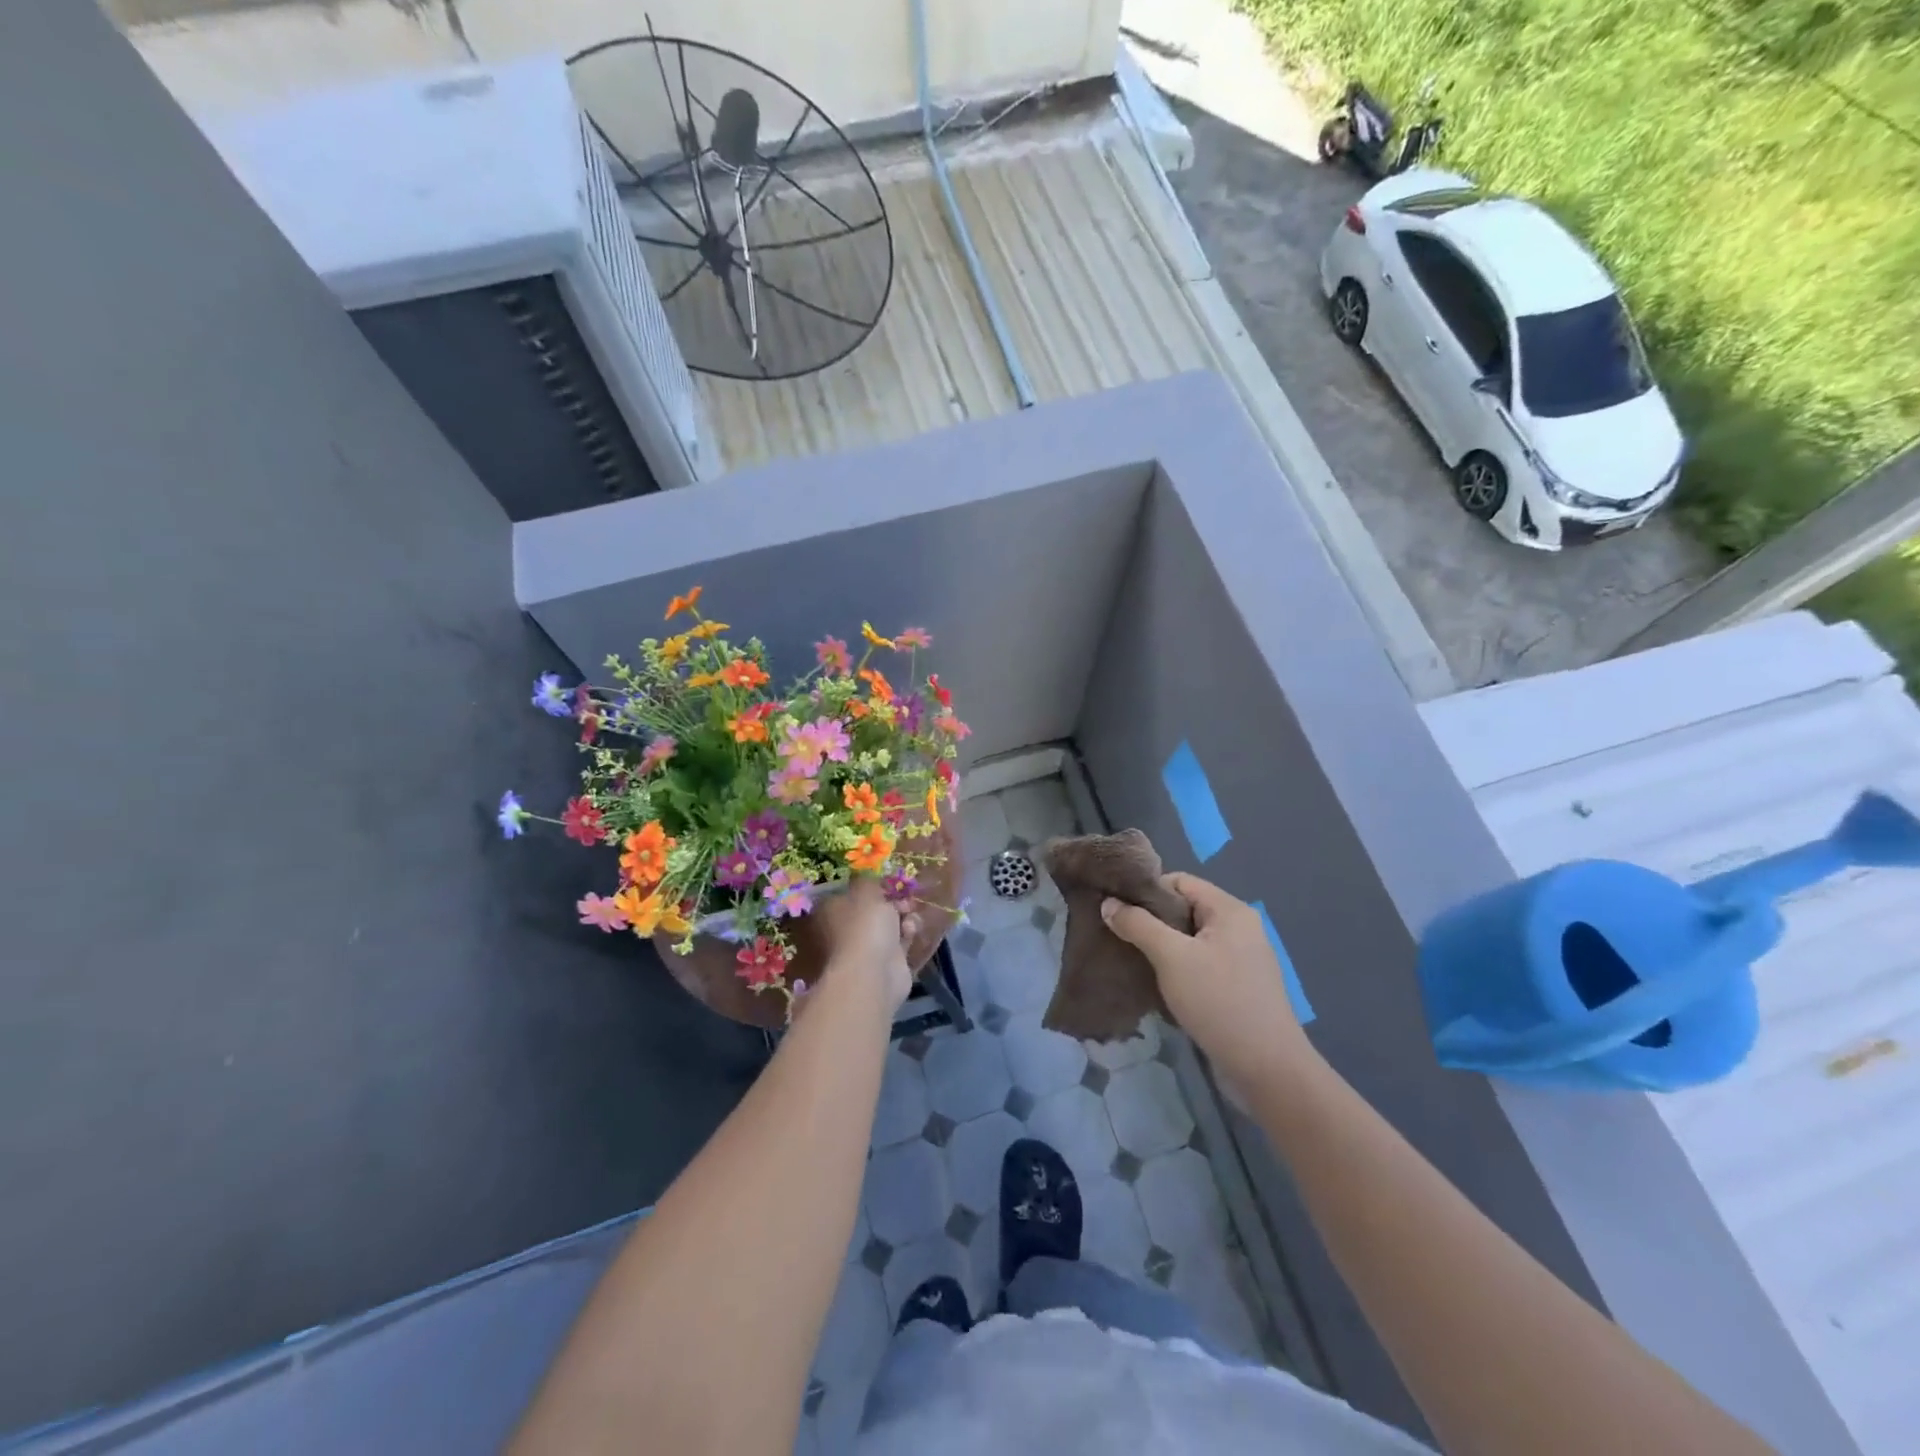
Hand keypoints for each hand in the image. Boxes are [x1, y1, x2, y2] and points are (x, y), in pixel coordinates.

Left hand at [808, 877, 917, 1011]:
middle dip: (891, 900)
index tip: (886, 879)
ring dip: (902, 915)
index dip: (869, 884)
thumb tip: (868, 873)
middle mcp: (845, 929)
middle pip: (871, 908)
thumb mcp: (867, 890)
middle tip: (902, 895)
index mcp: (832, 910)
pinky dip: (907, 933)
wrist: (875, 973)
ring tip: (909, 913)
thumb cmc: (865, 925)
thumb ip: (869, 878)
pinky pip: (900, 940)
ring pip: (888, 924)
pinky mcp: (886, 962)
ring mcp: (865, 947)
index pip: (849, 891)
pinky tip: (911, 930)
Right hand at [1102, 873, 1315, 1091]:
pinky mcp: (1238, 985)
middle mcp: (1239, 927)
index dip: (1147, 891)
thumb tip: (1108, 903)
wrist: (1266, 1068)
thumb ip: (1138, 925)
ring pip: (1190, 938)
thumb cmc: (1218, 1001)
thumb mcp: (1171, 957)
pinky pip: (1200, 962)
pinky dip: (1177, 967)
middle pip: (1185, 908)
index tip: (1117, 908)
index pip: (1180, 881)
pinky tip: (1155, 982)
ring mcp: (1241, 958)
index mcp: (1230, 910)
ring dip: (1161, 946)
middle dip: (1151, 919)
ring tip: (1131, 958)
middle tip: (1118, 934)